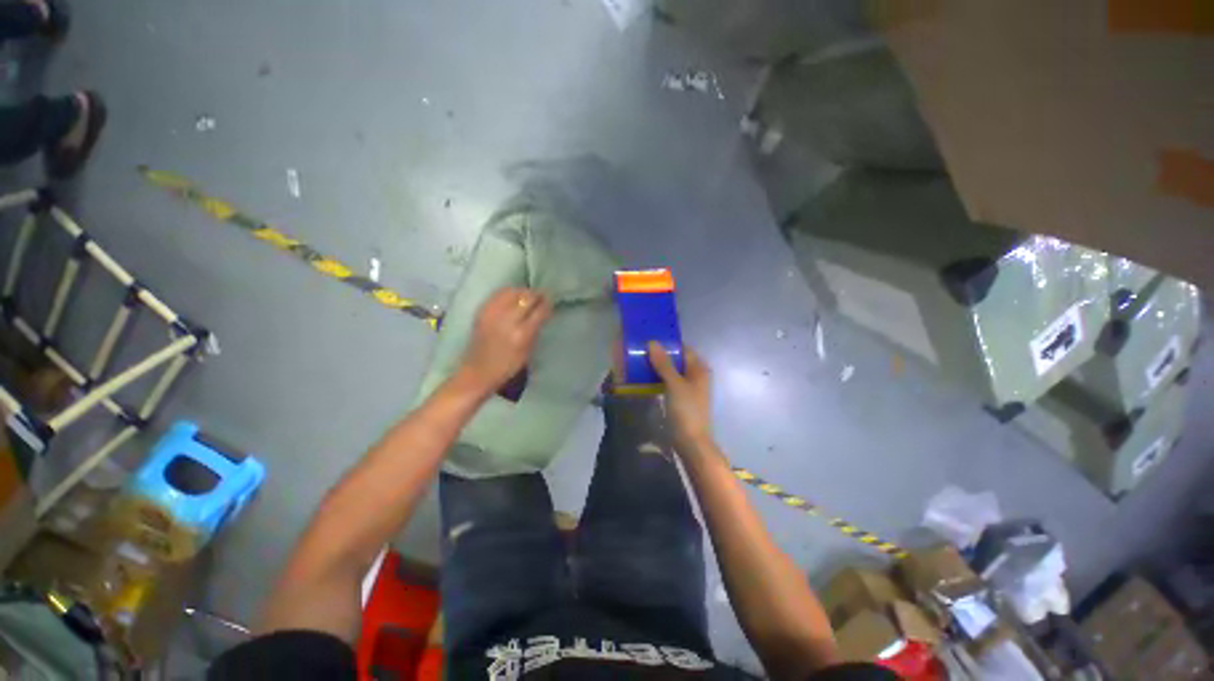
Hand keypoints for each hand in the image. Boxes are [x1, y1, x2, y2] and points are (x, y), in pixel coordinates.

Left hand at [457, 287, 551, 394]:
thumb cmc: (507, 366)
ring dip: (523, 292)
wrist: (478, 371)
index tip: (551, 301)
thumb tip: (543, 312)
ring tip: (527, 296)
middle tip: (542, 297)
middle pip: (526, 297)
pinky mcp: (482, 311)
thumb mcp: (528, 351)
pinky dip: (509, 292)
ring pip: (512, 291)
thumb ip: (536, 330)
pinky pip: (499, 294)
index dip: (547, 303)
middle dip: (537, 295)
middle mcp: (507, 320)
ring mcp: (493, 313)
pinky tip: (513, 297)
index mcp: (521, 334)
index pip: (539, 310)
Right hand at [648, 341, 713, 451]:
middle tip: (640, 350)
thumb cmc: (686, 410)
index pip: (683, 349)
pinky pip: (668, 382)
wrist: (691, 441)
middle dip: (660, 355)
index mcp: (699, 369)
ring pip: (671, 371)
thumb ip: (664, 363)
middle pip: (677, 360)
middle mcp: (695, 376)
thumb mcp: (674, 384)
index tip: (649, 339)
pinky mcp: (680, 398)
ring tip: (639, 361)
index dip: (668, 344)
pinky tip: (645, 377)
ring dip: (657, 367)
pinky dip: (658, 378)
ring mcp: (687, 388)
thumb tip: (652, 342)